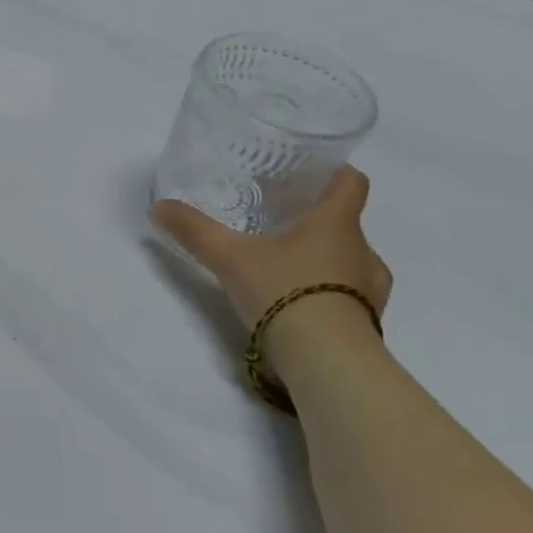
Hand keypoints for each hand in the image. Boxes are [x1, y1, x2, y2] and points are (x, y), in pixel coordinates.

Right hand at [153, 167, 392, 352]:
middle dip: (316, 221)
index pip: (352, 182)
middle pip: (347, 223)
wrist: (327, 361)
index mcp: (336, 223)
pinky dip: (329, 293)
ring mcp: (372, 290)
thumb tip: (160, 207)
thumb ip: (195, 230)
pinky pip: (351, 296)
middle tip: (279, 224)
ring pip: (350, 261)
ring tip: (286, 268)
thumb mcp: (229, 257)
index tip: (310, 173)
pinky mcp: (369, 323)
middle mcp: (363, 251)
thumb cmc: (284, 292)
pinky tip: (298, 304)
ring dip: (325, 259)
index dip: (334, 171)